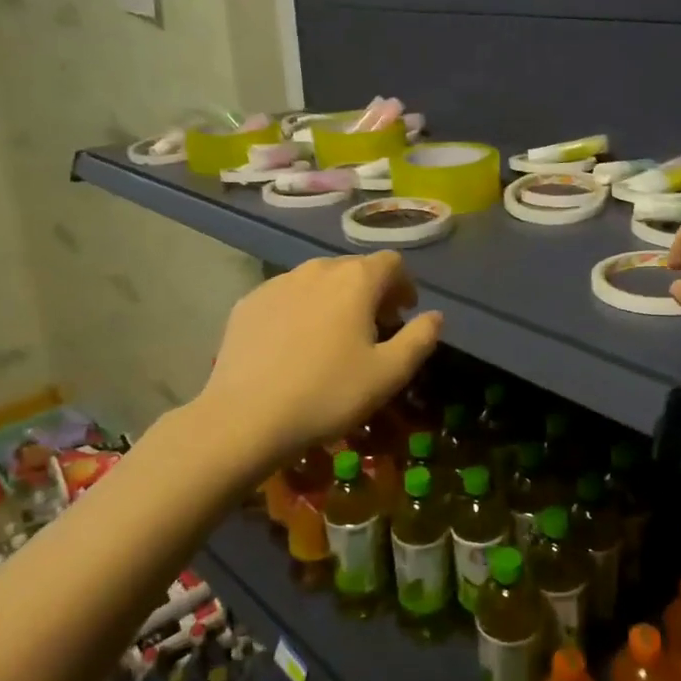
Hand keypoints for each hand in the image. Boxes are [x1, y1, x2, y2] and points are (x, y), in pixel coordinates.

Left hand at [200, 252, 443, 458]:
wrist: (245, 417)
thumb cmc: (327, 394)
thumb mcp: (388, 374)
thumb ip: (420, 339)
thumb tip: (434, 316)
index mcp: (355, 280)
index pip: (391, 262)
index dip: (404, 285)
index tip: (403, 314)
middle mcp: (317, 269)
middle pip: (354, 268)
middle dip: (371, 291)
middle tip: (374, 328)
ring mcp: (278, 283)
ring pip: (318, 280)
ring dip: (335, 298)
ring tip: (334, 336)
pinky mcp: (249, 302)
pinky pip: (287, 295)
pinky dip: (301, 309)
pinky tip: (295, 344)